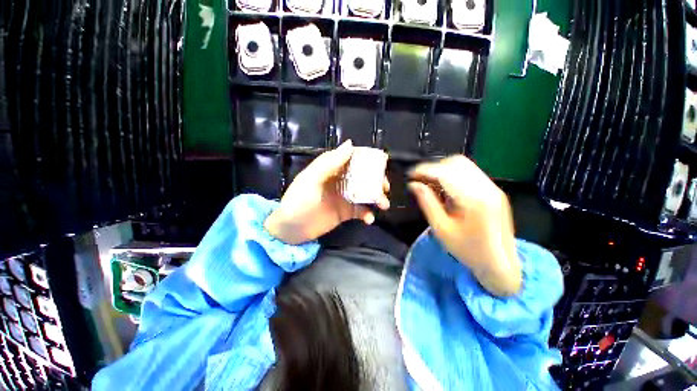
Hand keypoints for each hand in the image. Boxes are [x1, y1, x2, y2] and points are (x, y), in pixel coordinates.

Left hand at [264, 140, 389, 244]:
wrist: (291, 230)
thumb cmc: (298, 201)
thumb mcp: (311, 179)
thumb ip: (330, 162)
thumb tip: (350, 144)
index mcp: (331, 170)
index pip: (352, 158)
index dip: (367, 158)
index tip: (383, 160)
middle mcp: (340, 181)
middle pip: (363, 176)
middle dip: (376, 180)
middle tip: (385, 187)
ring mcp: (344, 197)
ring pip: (365, 194)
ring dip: (376, 198)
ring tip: (383, 205)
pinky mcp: (345, 213)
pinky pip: (361, 211)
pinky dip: (367, 214)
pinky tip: (369, 219)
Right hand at [408, 156, 521, 295]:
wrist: (500, 263)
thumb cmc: (468, 250)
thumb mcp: (441, 228)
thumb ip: (427, 202)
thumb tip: (413, 184)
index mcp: (474, 199)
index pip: (445, 172)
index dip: (424, 170)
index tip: (410, 175)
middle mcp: (486, 187)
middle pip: (456, 162)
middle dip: (434, 167)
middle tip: (419, 179)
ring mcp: (493, 187)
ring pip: (464, 165)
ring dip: (443, 169)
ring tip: (429, 182)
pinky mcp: (494, 190)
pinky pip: (470, 173)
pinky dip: (453, 174)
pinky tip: (444, 187)